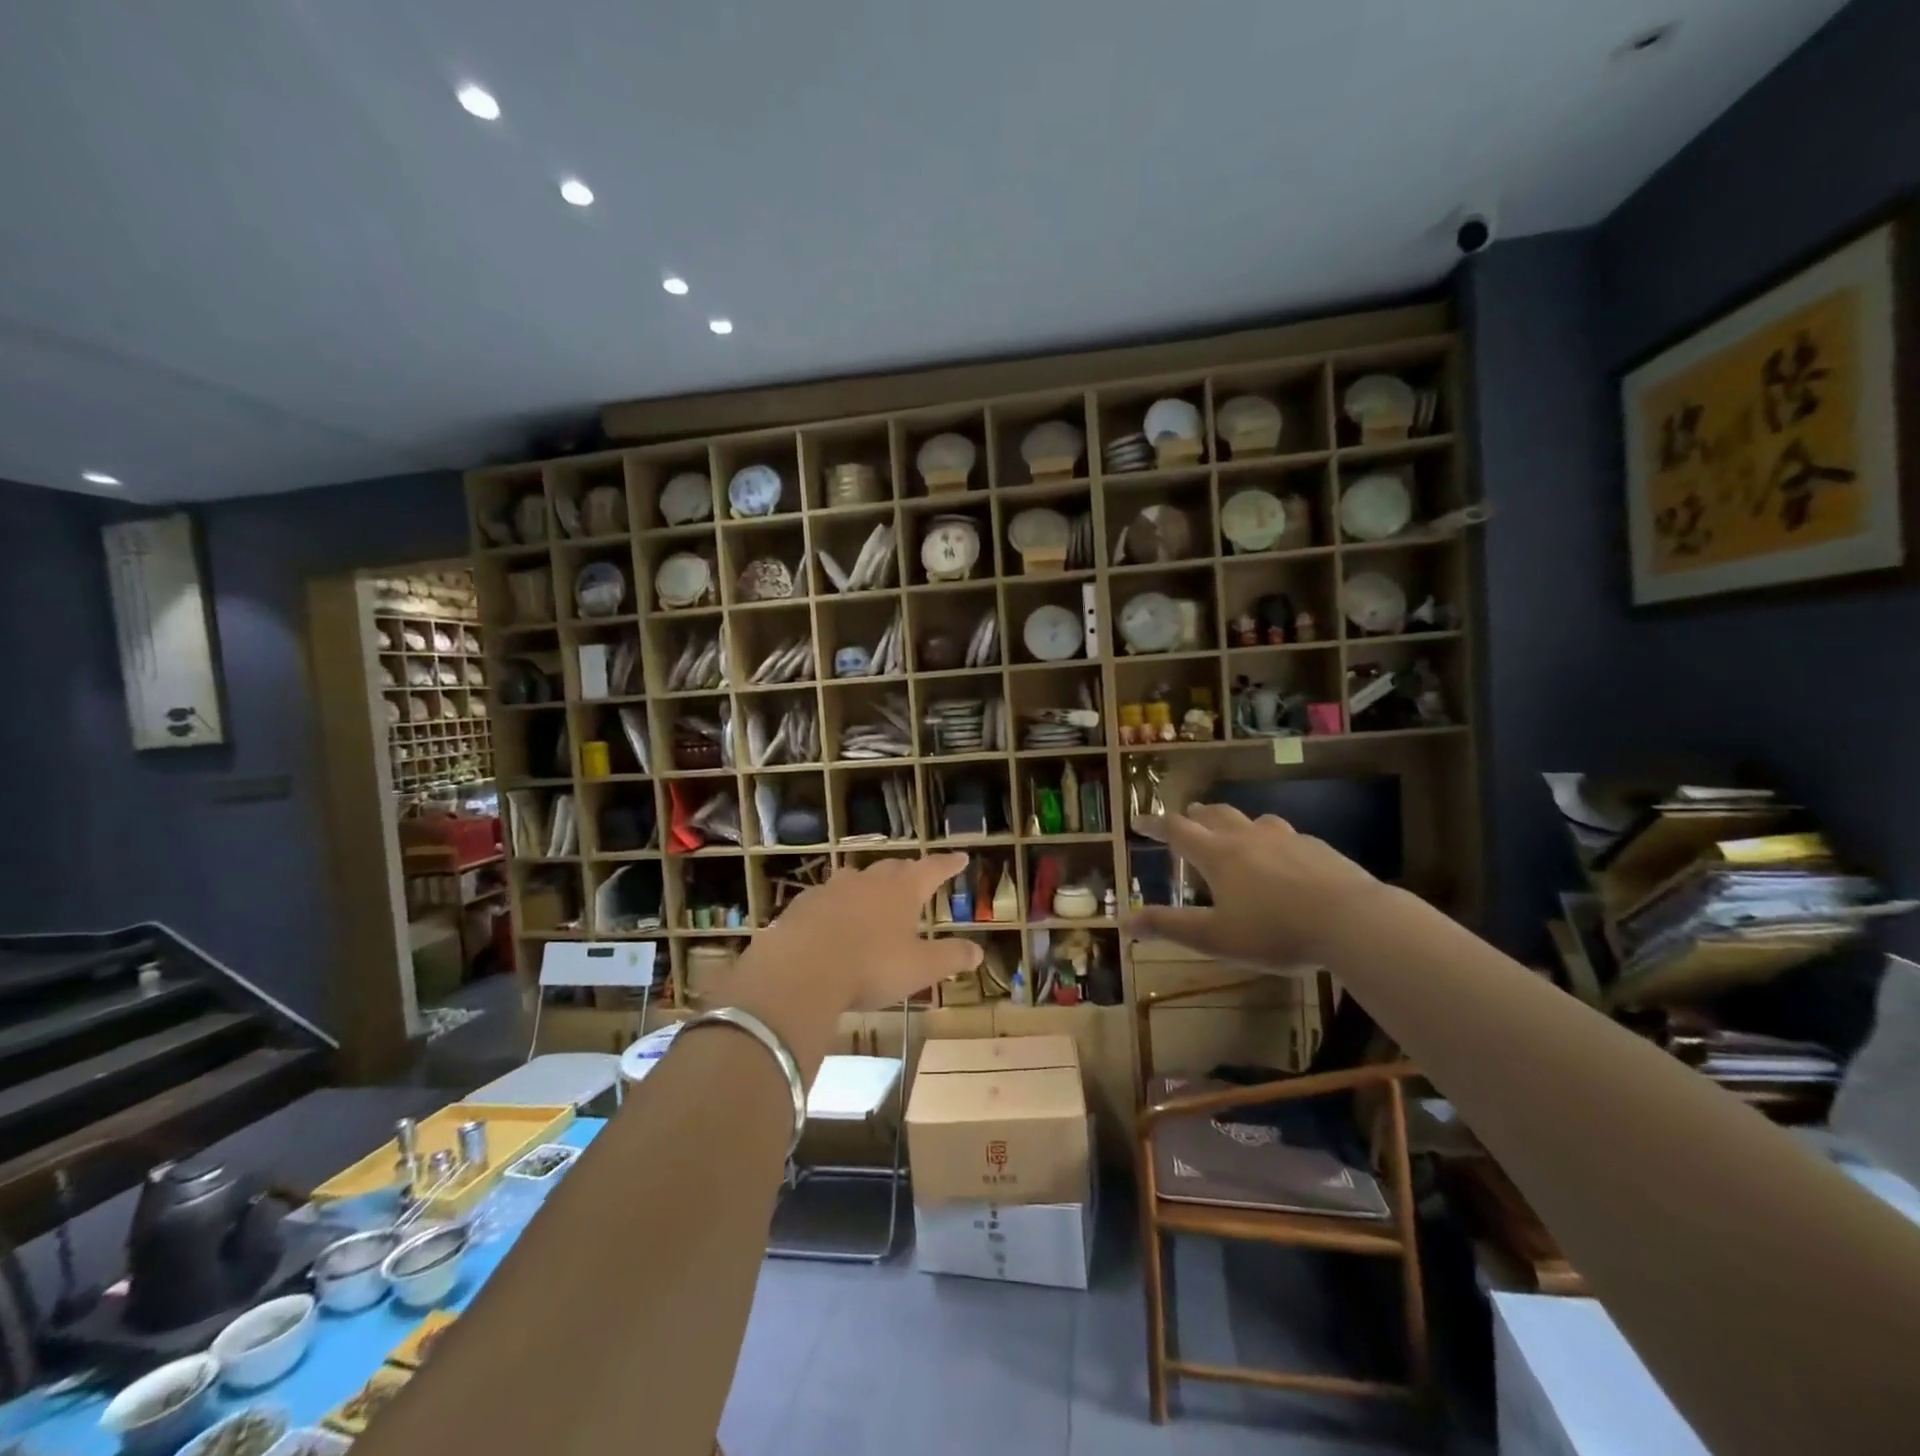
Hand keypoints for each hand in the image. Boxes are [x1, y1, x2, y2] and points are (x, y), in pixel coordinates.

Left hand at [754, 853, 983, 1010]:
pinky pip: (825, 898)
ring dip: (868, 885)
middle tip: (915, 876)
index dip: (948, 864)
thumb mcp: (920, 968)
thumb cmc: (871, 967)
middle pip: (893, 868)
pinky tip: (831, 920)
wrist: (801, 971)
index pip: (932, 870)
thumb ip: (950, 957)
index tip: (960, 857)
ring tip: (872, 895)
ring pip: (856, 878)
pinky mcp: (803, 905)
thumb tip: (978, 951)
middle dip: (907, 872)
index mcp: (902, 891)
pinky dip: (835, 905)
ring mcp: (832, 889)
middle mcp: (868, 881)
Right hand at [1124, 804, 1385, 968]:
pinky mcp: (1318, 849)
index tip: (1138, 820)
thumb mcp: (1215, 938)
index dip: (1155, 825)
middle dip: (1195, 815)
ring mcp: (1287, 839)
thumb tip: (1126, 922)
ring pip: (1253, 820)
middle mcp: (1248, 838)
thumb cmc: (1275, 932)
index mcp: (1218, 856)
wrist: (1352, 921)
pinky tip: (1283, 858)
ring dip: (1235, 822)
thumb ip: (1170, 927)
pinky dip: (1272, 840)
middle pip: (1215, 815)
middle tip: (1186, 817)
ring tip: (1234, 831)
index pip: (1177, 831)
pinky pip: (1287, 836)